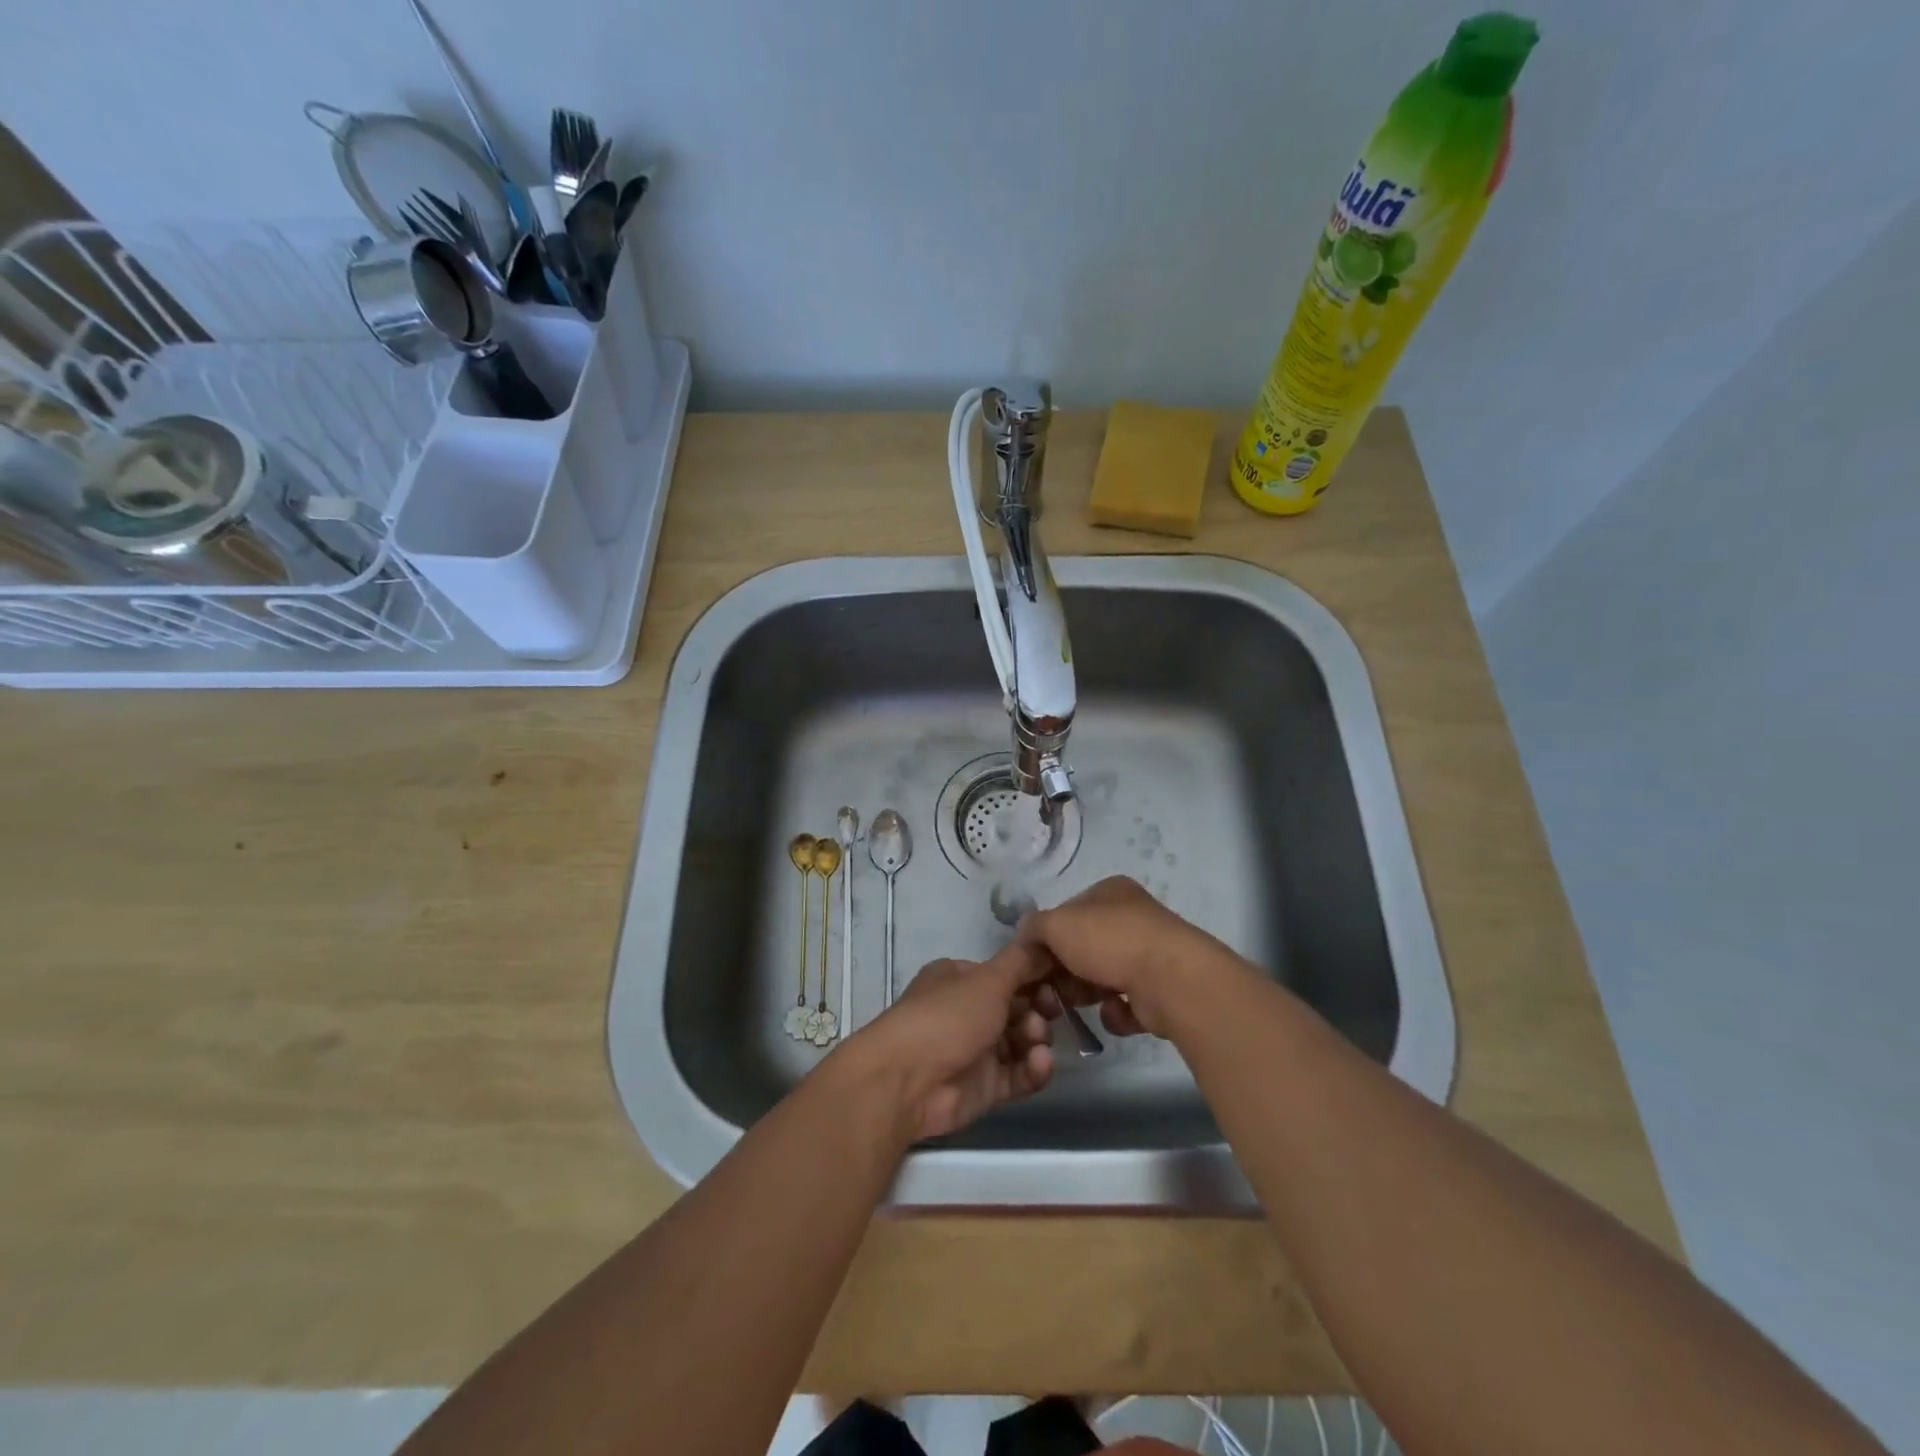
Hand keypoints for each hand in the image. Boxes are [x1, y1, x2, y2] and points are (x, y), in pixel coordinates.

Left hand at [841, 942, 1055, 1141]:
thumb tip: (1047, 943)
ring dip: (1036, 1039)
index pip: (1006, 973)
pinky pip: (1018, 1074)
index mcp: (960, 978)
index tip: (1059, 980)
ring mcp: (975, 1050)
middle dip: (1037, 1009)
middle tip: (1050, 1012)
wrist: (908, 1081)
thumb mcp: (988, 979)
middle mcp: (966, 1011)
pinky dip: (1033, 1069)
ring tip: (1036, 1041)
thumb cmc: (947, 1016)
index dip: (1034, 976)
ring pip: (1020, 1041)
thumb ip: (1022, 962)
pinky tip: (1040, 1063)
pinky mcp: (984, 1087)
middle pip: (1016, 1007)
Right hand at [1017, 876, 1235, 1038]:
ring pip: (1104, 976)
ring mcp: (1150, 953)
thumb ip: (1034, 928)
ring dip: (1088, 993)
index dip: (1048, 936)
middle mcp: (1133, 917)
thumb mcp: (1056, 925)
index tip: (1035, 962)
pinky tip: (1116, 1013)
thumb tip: (1026, 937)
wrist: (1170, 980)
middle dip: (1066, 970)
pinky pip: (1127, 1004)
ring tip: (1082, 1004)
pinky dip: (1117, 1013)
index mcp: (1111, 892)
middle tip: (1053, 989)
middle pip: (1085, 946)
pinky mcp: (1162, 990)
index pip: (1068, 912)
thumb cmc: (1109, 941)